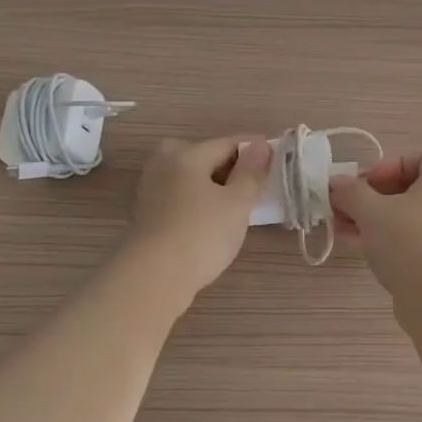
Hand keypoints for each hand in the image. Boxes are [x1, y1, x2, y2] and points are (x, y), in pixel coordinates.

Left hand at [121, 135, 272, 298]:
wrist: (152, 277)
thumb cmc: (201, 234)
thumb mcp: (236, 204)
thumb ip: (251, 173)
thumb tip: (261, 145)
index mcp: (186, 154)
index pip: (227, 143)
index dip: (254, 150)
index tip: (276, 159)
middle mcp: (163, 164)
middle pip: (204, 156)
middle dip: (230, 167)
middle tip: (254, 185)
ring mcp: (150, 188)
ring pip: (190, 177)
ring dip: (213, 186)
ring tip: (236, 205)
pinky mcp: (145, 213)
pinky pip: (179, 196)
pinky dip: (197, 201)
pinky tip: (210, 220)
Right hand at [329, 149, 421, 298]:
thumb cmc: (408, 241)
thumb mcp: (371, 211)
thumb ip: (351, 193)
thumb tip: (336, 183)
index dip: (391, 164)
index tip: (367, 182)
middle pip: (408, 189)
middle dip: (372, 195)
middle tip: (345, 205)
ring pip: (404, 217)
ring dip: (371, 218)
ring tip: (340, 226)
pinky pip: (407, 240)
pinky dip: (382, 238)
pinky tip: (353, 245)